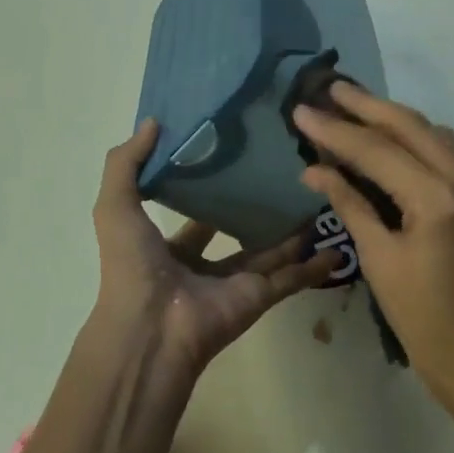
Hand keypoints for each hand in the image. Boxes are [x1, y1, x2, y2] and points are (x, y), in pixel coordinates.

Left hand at [94, 118, 338, 376]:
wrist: (152, 330)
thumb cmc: (133, 266)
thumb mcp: (115, 207)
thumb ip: (126, 164)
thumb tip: (153, 122)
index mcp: (170, 248)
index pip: (194, 216)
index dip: (210, 190)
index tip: (235, 158)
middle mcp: (205, 265)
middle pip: (238, 231)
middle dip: (256, 209)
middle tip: (284, 174)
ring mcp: (236, 282)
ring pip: (272, 252)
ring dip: (293, 232)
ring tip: (317, 198)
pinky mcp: (260, 296)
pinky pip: (294, 278)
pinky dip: (315, 266)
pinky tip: (339, 246)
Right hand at [294, 86, 453, 393]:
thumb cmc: (424, 321)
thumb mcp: (380, 260)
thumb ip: (351, 204)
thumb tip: (314, 168)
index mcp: (439, 200)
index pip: (378, 151)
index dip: (336, 130)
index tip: (303, 110)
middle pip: (411, 127)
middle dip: (368, 106)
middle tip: (331, 88)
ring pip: (433, 134)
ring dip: (393, 118)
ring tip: (354, 108)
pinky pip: (446, 154)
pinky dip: (415, 141)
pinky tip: (389, 140)